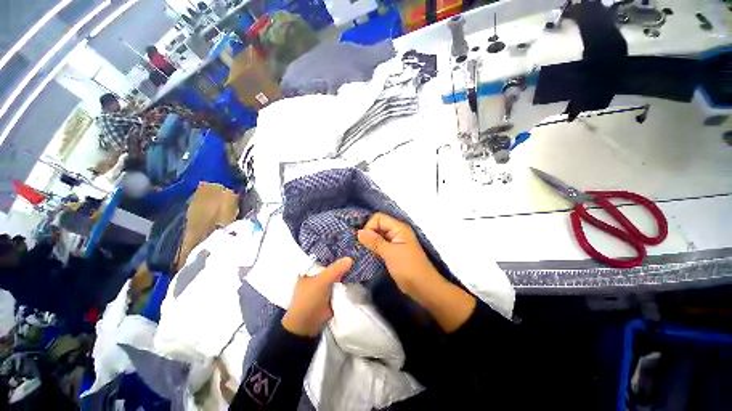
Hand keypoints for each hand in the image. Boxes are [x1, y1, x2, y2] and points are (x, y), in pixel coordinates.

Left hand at [282, 257, 352, 336]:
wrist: (308, 325)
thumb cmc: (309, 299)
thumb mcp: (321, 281)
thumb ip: (335, 269)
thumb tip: (350, 259)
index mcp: (309, 269)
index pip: (322, 255)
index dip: (333, 250)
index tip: (346, 245)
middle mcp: (316, 274)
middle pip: (331, 264)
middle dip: (341, 260)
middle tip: (355, 250)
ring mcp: (323, 283)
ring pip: (336, 273)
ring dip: (345, 269)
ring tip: (358, 258)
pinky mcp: (330, 291)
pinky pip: (339, 282)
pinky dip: (346, 278)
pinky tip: (356, 271)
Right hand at [357, 213, 440, 297]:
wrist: (423, 287)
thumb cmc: (408, 268)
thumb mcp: (390, 253)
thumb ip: (374, 241)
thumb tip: (359, 232)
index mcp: (398, 228)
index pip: (378, 218)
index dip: (369, 226)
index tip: (364, 240)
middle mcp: (396, 232)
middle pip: (378, 225)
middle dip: (368, 234)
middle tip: (361, 247)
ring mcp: (395, 242)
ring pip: (378, 236)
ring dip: (370, 242)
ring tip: (362, 251)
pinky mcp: (393, 252)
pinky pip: (380, 245)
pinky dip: (373, 248)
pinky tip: (368, 255)